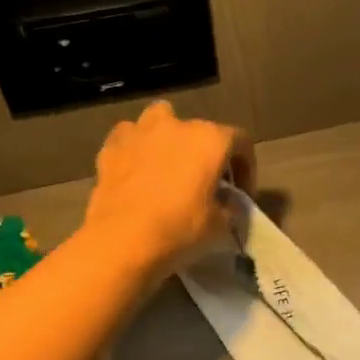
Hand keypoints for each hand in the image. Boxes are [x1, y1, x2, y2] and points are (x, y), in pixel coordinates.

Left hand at [82, 101, 255, 279]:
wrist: (121, 240)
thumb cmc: (179, 229)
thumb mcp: (220, 225)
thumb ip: (229, 206)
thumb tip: (225, 203)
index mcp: (210, 140)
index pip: (241, 142)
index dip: (246, 168)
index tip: (241, 194)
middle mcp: (177, 125)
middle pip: (201, 131)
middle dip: (206, 154)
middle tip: (205, 183)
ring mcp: (141, 131)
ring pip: (161, 120)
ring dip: (168, 138)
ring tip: (168, 166)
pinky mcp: (112, 145)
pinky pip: (130, 137)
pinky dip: (137, 149)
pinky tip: (137, 170)